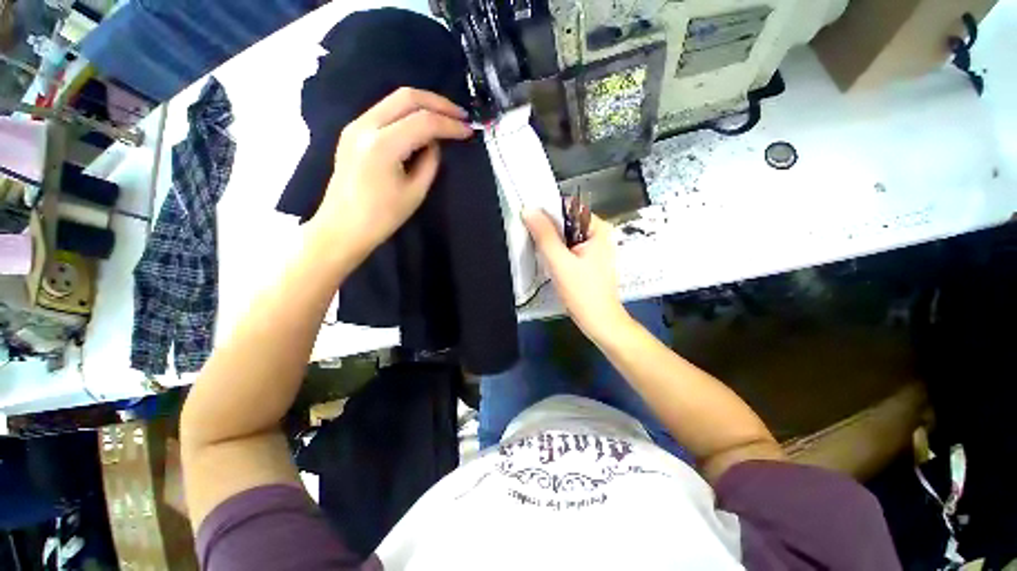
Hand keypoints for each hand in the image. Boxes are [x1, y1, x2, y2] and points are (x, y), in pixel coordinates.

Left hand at [306, 88, 472, 263]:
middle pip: (407, 97)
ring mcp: (356, 125)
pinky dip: (408, 113)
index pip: (424, 122)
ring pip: (395, 99)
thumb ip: (429, 162)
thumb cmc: (381, 218)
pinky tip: (422, 125)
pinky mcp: (353, 131)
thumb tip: (435, 143)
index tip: (469, 131)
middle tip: (461, 115)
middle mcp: (366, 125)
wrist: (342, 228)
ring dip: (424, 104)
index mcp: (383, 145)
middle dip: (439, 103)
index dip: (450, 125)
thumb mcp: (415, 192)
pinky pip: (385, 111)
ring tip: (446, 117)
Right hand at [523, 208, 630, 339]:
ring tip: (538, 250)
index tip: (530, 222)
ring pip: (566, 236)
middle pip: (567, 222)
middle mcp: (599, 234)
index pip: (569, 208)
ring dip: (551, 241)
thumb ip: (544, 235)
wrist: (599, 322)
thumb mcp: (560, 262)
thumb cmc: (583, 292)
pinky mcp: (588, 261)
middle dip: (548, 229)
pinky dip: (557, 251)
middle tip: (532, 239)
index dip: (547, 212)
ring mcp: (594, 248)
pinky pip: (569, 248)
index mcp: (598, 228)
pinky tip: (548, 261)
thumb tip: (528, 210)